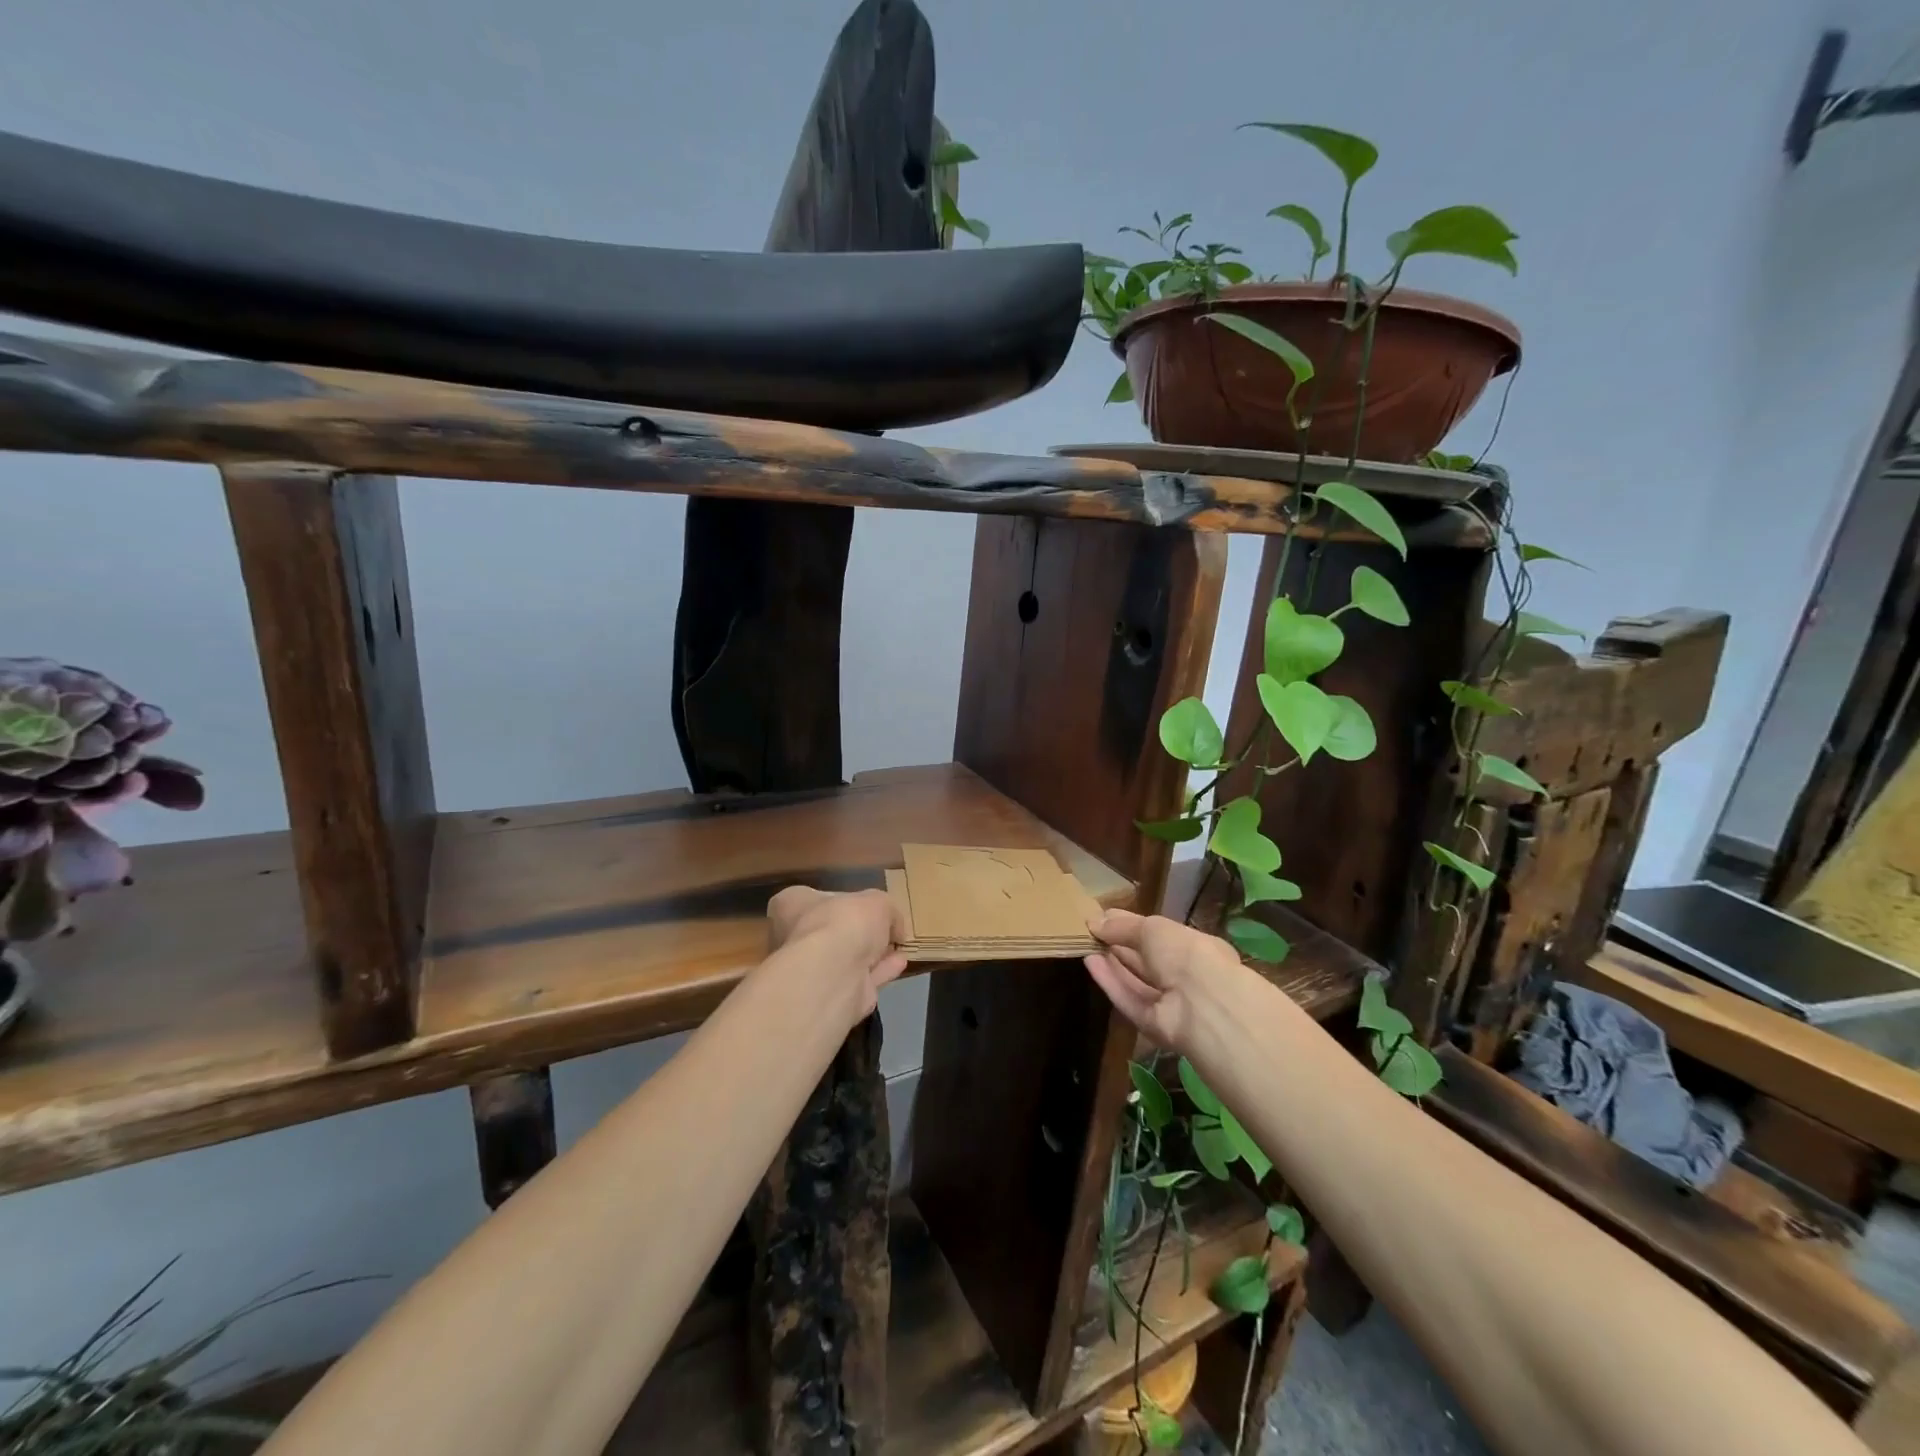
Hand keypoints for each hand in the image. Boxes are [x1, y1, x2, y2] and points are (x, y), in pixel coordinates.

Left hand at [765, 886, 907, 1021]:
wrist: (832, 974)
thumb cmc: (843, 923)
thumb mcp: (876, 901)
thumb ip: (887, 910)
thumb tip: (894, 927)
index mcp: (791, 905)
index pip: (810, 900)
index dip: (840, 902)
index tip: (864, 906)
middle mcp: (792, 939)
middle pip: (828, 932)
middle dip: (857, 933)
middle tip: (884, 930)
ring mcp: (809, 972)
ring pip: (844, 960)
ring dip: (871, 954)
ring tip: (897, 948)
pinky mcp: (829, 999)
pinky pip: (859, 981)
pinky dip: (879, 973)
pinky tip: (899, 965)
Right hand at [1083, 909, 1242, 1051]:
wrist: (1202, 1006)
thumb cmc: (1184, 954)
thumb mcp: (1152, 928)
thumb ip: (1122, 926)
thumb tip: (1094, 921)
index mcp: (1195, 948)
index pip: (1161, 935)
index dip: (1133, 925)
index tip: (1105, 917)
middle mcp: (1186, 976)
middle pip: (1148, 960)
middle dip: (1120, 945)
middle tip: (1091, 931)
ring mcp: (1171, 1003)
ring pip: (1137, 981)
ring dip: (1112, 963)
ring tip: (1085, 945)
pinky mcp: (1154, 1025)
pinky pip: (1130, 999)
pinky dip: (1111, 982)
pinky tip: (1090, 963)